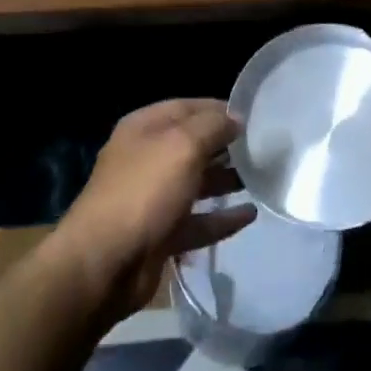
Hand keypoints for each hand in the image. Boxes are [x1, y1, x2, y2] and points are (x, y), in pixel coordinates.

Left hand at [52, 99, 256, 315]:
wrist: (105, 262)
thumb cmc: (144, 191)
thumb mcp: (182, 146)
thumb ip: (213, 127)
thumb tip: (235, 119)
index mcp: (144, 129)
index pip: (186, 107)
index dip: (219, 109)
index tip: (254, 116)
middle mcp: (147, 158)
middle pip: (192, 145)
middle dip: (226, 145)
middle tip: (264, 149)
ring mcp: (153, 198)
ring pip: (196, 183)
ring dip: (226, 180)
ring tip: (262, 179)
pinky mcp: (161, 234)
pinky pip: (198, 221)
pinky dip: (222, 218)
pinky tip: (250, 215)